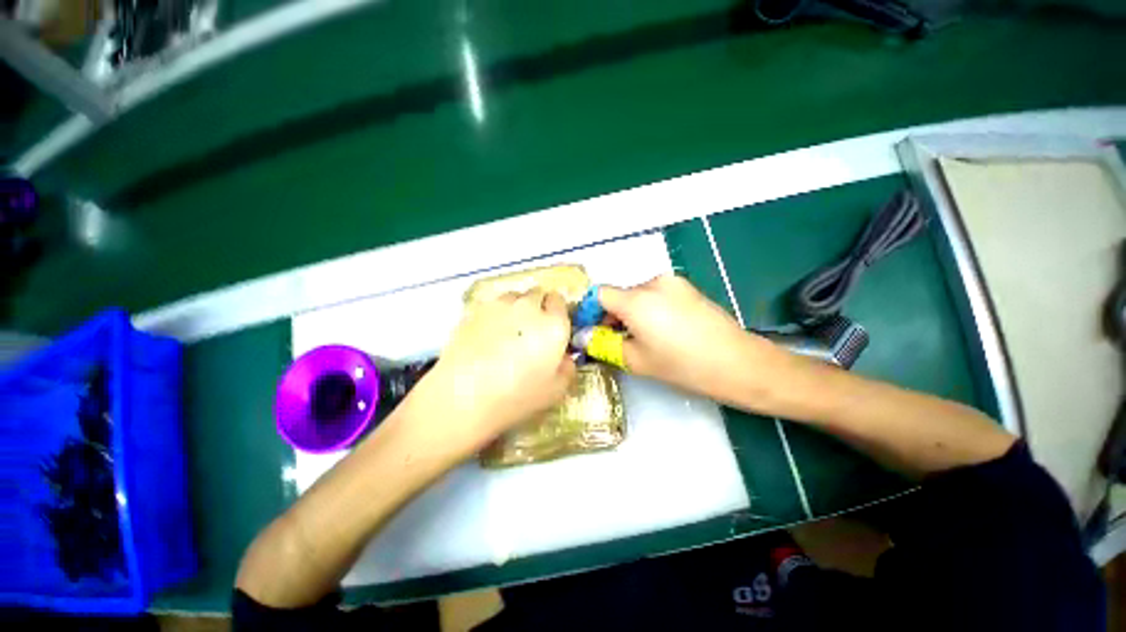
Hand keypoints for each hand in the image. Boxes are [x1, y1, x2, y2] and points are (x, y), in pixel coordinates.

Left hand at [403, 289, 576, 458]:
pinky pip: (491, 305)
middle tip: (530, 330)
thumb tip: (564, 356)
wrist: (463, 396)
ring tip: (506, 331)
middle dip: (538, 307)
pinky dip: (493, 315)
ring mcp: (498, 306)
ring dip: (515, 308)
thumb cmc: (515, 397)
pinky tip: (485, 336)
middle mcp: (528, 307)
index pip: (560, 302)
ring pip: (513, 297)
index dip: (556, 312)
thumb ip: (567, 368)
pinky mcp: (474, 310)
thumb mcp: (555, 391)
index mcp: (553, 325)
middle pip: (537, 294)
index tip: (552, 327)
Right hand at [599, 275, 777, 402]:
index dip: (591, 311)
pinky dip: (649, 309)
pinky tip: (662, 330)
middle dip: (612, 315)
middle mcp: (652, 283)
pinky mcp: (687, 287)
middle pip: (619, 295)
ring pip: (638, 295)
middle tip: (616, 340)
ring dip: (631, 312)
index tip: (593, 331)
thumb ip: (605, 344)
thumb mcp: (636, 360)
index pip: (599, 294)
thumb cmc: (682, 365)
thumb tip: (583, 337)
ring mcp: (673, 283)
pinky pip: (656, 294)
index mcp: (636, 300)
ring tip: (642, 338)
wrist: (738, 363)